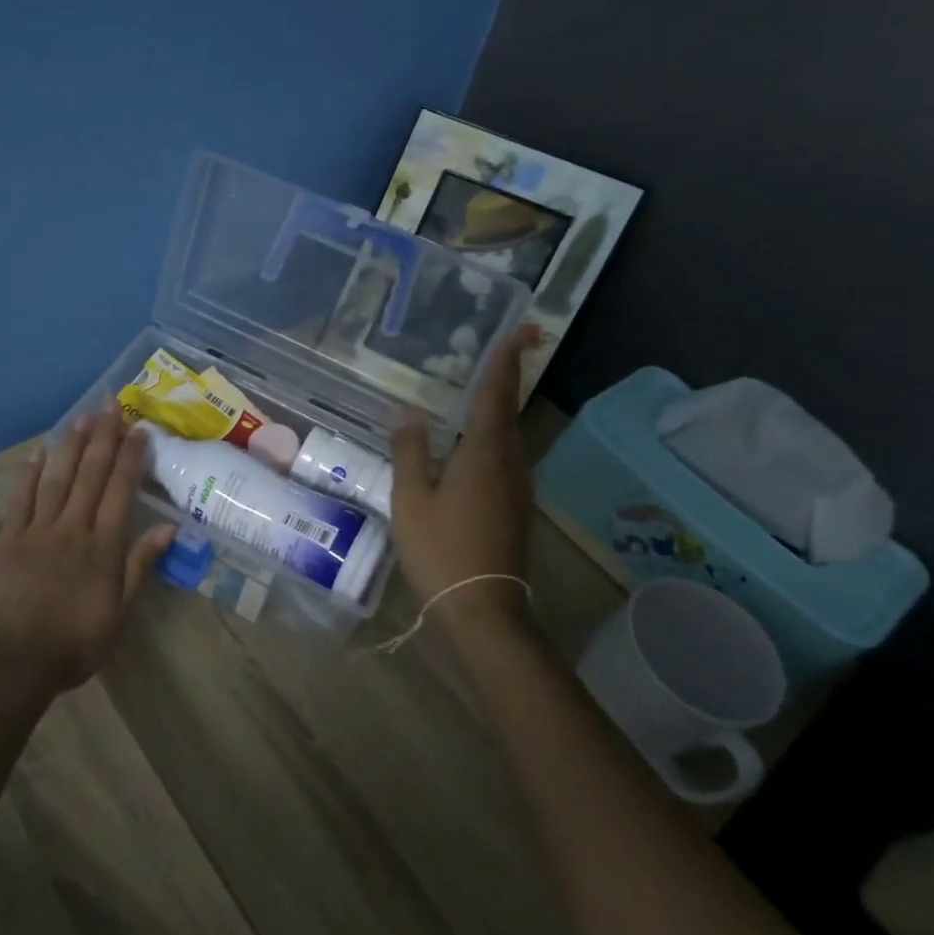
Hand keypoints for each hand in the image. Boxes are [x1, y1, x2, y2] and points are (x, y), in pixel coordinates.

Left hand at [0, 410, 175, 691]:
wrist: (13, 663)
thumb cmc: (73, 645)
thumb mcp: (118, 613)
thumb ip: (139, 567)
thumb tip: (168, 529)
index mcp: (103, 547)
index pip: (121, 491)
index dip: (130, 458)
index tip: (138, 430)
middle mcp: (73, 528)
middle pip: (91, 475)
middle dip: (103, 438)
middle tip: (111, 406)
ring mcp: (38, 530)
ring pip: (58, 478)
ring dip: (72, 446)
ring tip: (83, 418)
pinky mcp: (8, 538)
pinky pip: (22, 498)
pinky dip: (30, 473)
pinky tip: (39, 451)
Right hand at [389, 323, 541, 619]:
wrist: (482, 607)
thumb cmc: (441, 548)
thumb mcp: (412, 498)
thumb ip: (410, 451)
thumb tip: (407, 412)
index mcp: (484, 453)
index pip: (496, 394)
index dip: (507, 359)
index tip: (525, 327)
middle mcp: (509, 462)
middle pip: (509, 409)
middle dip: (508, 376)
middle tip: (508, 345)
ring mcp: (517, 486)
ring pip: (510, 434)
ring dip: (500, 406)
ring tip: (482, 387)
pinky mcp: (515, 505)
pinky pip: (506, 456)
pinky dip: (494, 435)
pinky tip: (473, 442)